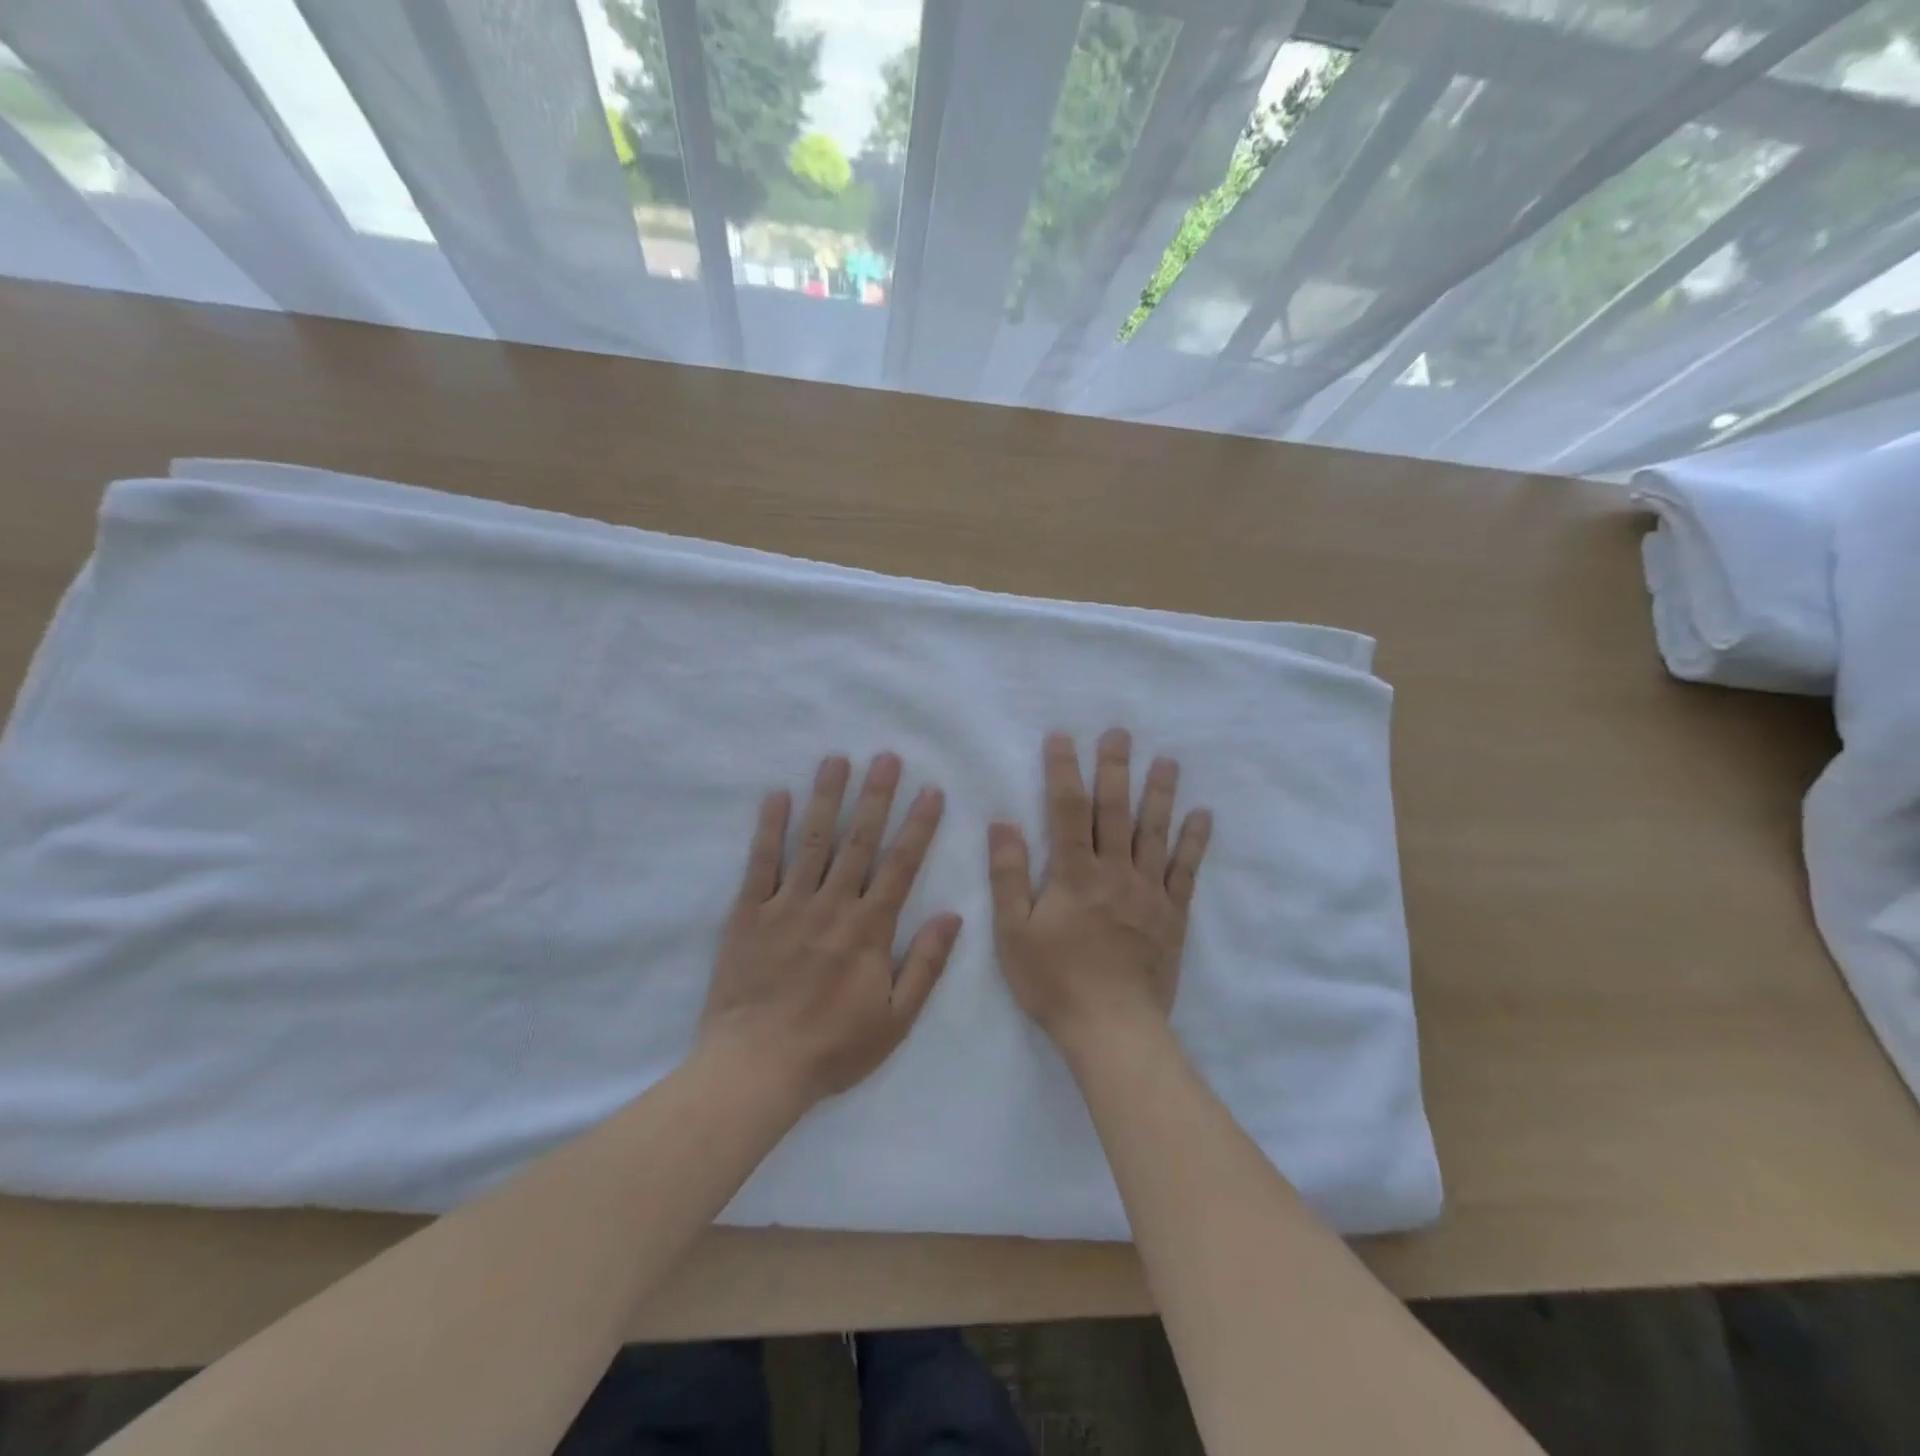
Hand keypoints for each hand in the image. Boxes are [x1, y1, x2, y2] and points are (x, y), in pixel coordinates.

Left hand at [701, 752, 959, 1105]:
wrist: (756, 1068)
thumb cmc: (832, 1047)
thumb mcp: (896, 1020)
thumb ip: (926, 965)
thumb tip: (954, 915)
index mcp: (869, 929)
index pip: (901, 865)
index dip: (919, 825)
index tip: (931, 791)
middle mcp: (832, 905)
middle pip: (859, 841)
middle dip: (876, 796)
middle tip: (887, 757)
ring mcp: (787, 905)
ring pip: (812, 840)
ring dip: (826, 797)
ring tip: (837, 759)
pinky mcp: (749, 912)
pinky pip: (760, 863)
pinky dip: (769, 828)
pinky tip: (776, 796)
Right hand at [989, 730, 1211, 1053]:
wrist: (1112, 1028)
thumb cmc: (1055, 981)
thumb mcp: (1013, 932)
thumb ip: (1008, 875)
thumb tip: (1003, 823)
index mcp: (1074, 874)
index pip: (1067, 810)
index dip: (1063, 771)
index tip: (1062, 737)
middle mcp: (1114, 872)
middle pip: (1114, 811)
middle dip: (1114, 768)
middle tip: (1120, 733)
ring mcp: (1149, 891)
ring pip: (1154, 832)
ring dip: (1159, 793)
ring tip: (1166, 760)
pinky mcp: (1172, 914)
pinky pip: (1186, 870)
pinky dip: (1194, 841)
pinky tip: (1202, 815)